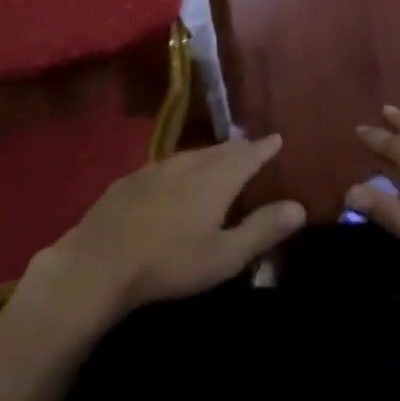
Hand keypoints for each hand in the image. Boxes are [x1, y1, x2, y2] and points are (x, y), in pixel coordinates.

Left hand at [27, 135, 306, 326]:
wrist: (100, 262)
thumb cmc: (170, 262)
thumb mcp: (224, 256)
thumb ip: (262, 229)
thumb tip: (299, 206)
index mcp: (216, 178)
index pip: (248, 154)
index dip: (265, 147)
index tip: (277, 138)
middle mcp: (189, 163)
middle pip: (221, 150)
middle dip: (240, 148)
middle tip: (252, 148)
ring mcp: (156, 168)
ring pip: (193, 154)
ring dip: (211, 154)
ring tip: (220, 158)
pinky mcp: (132, 179)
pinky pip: (168, 165)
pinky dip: (183, 166)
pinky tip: (176, 177)